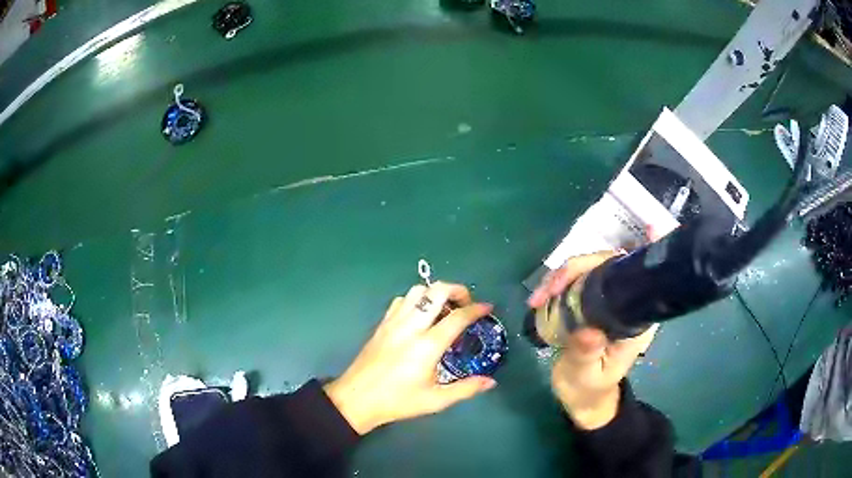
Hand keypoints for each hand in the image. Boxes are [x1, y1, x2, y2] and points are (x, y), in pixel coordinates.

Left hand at [324, 283, 496, 434]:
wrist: (357, 399)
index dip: (476, 309)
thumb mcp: (435, 400)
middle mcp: (411, 327)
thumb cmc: (398, 401)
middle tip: (466, 304)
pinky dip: (416, 300)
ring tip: (444, 309)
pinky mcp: (382, 324)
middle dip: (457, 290)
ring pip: (417, 290)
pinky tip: (420, 316)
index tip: (488, 308)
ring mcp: (394, 322)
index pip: (457, 317)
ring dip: (435, 293)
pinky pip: (402, 300)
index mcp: (427, 346)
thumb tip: (491, 382)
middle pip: (436, 291)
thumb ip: (466, 389)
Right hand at [528, 252, 657, 429]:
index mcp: (635, 320)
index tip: (565, 283)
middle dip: (572, 271)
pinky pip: (577, 283)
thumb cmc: (589, 390)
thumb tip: (587, 330)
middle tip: (544, 292)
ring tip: (536, 298)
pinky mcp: (594, 303)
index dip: (597, 267)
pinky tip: (540, 299)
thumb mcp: (586, 376)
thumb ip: (587, 354)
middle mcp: (627, 304)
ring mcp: (610, 301)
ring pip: (588, 270)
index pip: (625, 277)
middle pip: (604, 265)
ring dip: (560, 277)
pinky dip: (557, 286)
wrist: (584, 398)